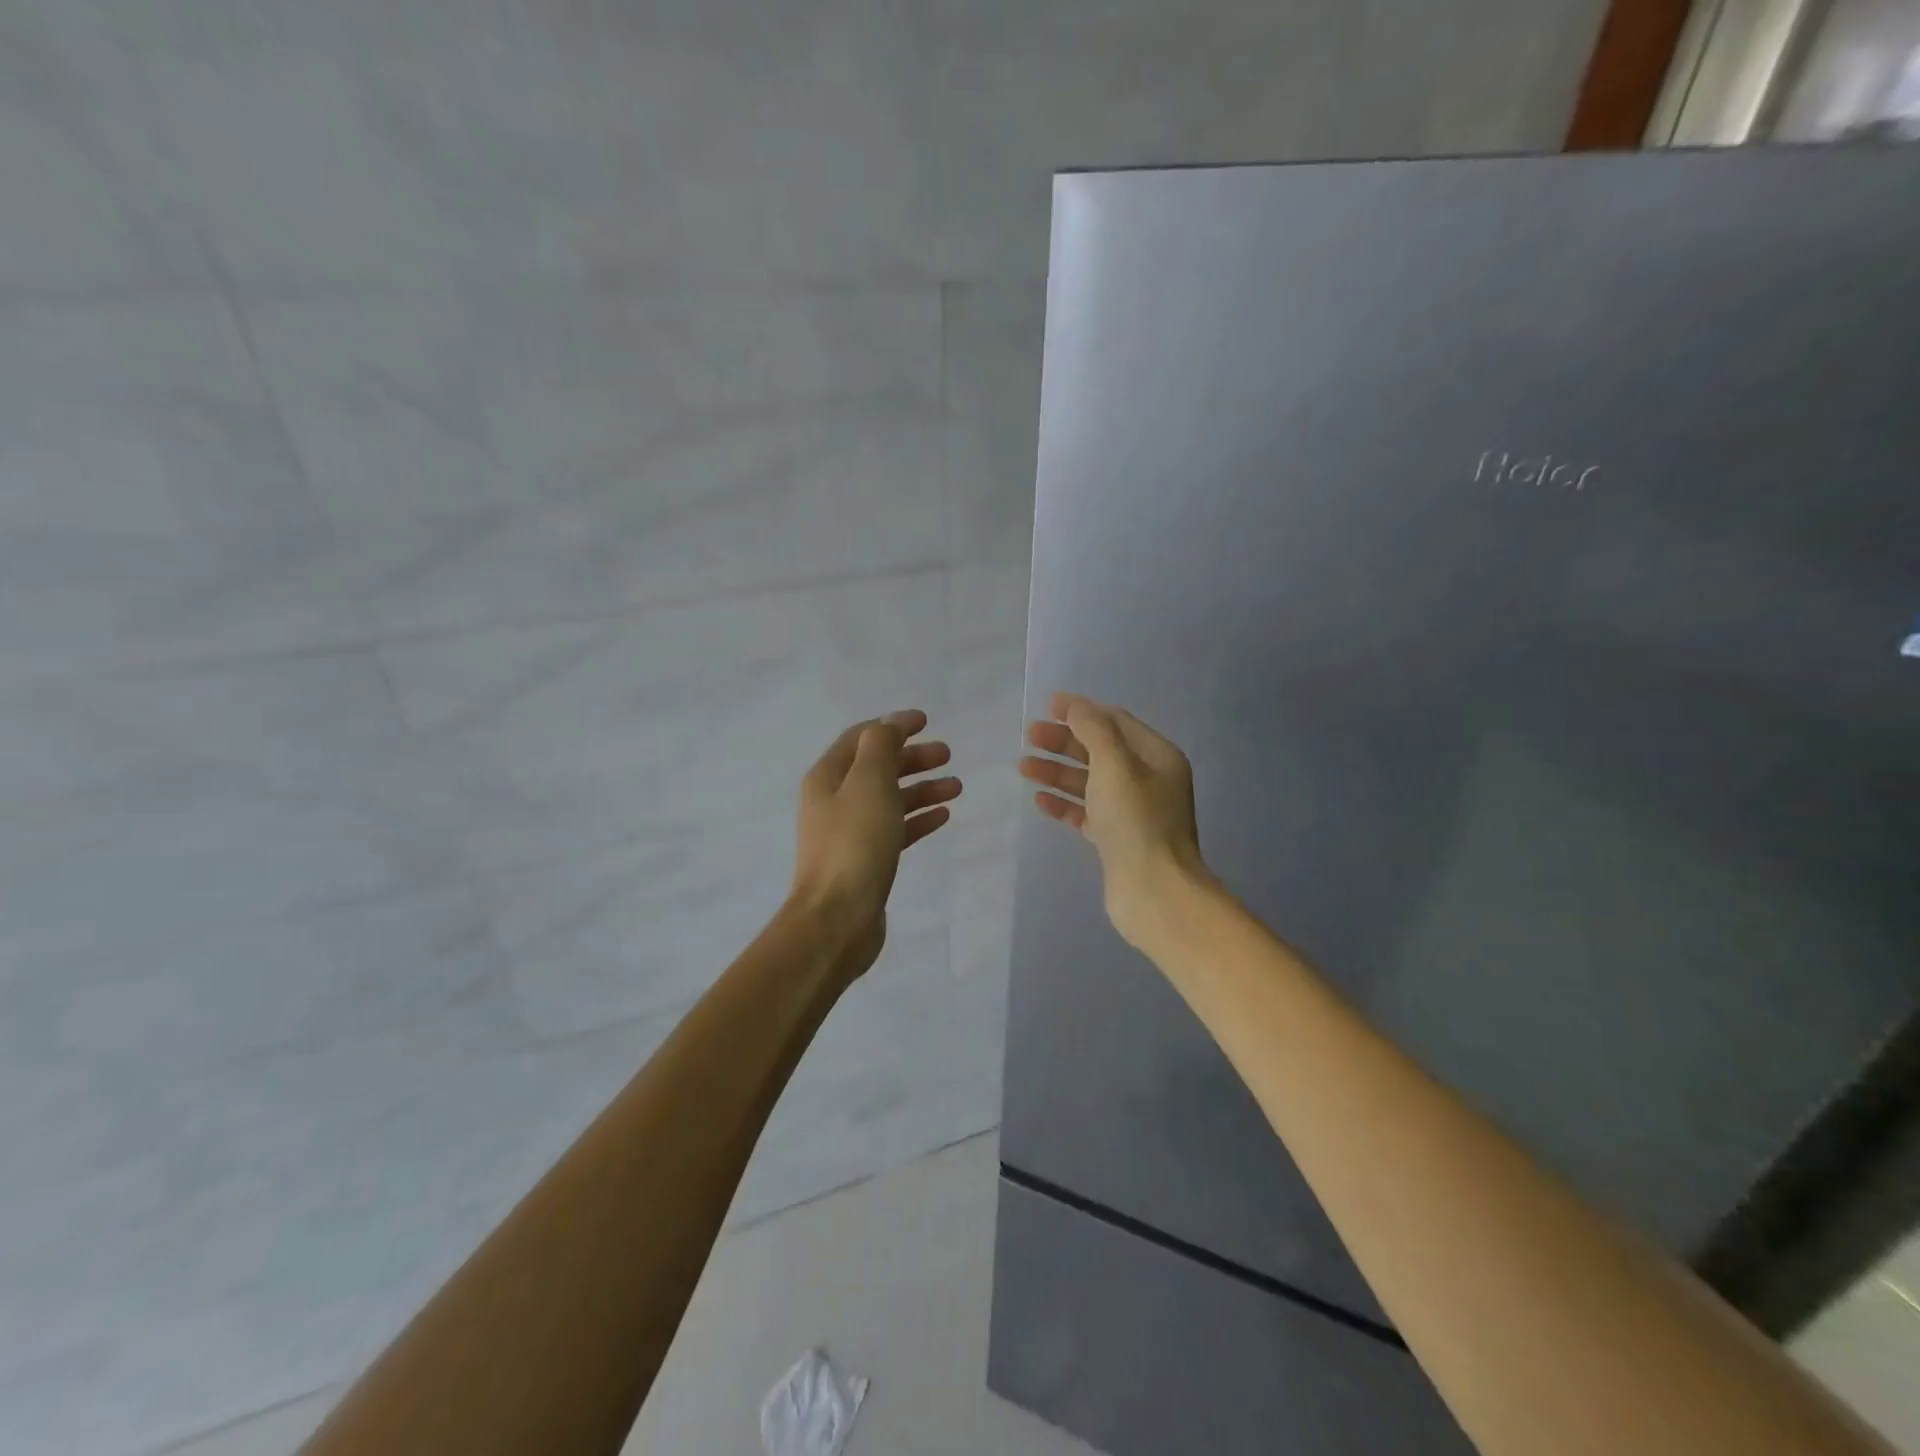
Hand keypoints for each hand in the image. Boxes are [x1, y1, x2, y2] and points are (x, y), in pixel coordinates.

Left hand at [791, 709, 961, 978]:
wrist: (837, 919)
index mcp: (828, 777)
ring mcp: (849, 833)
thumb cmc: (855, 843)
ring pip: (889, 799)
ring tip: (956, 786)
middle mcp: (834, 801)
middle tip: (948, 754)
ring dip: (921, 788)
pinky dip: (918, 818)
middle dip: (912, 757)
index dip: (893, 726)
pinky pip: (895, 829)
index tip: (927, 720)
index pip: (861, 738)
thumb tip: (890, 722)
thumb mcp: (869, 782)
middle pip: (877, 768)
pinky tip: (943, 815)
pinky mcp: (865, 860)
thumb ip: (881, 746)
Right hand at [1021, 692, 1207, 948]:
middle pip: (1099, 751)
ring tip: (1023, 767)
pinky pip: (1086, 812)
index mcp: (1157, 757)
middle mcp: (1148, 780)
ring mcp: (1132, 812)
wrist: (1153, 891)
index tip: (1047, 707)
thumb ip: (1093, 729)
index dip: (1081, 711)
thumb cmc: (1136, 820)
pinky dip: (1064, 803)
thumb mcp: (1115, 764)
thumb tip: (1074, 704)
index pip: (1115, 722)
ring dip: (1057, 772)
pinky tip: (1039, 800)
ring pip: (1089, 782)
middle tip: (1028, 737)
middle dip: (1063, 741)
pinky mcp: (1116, 839)